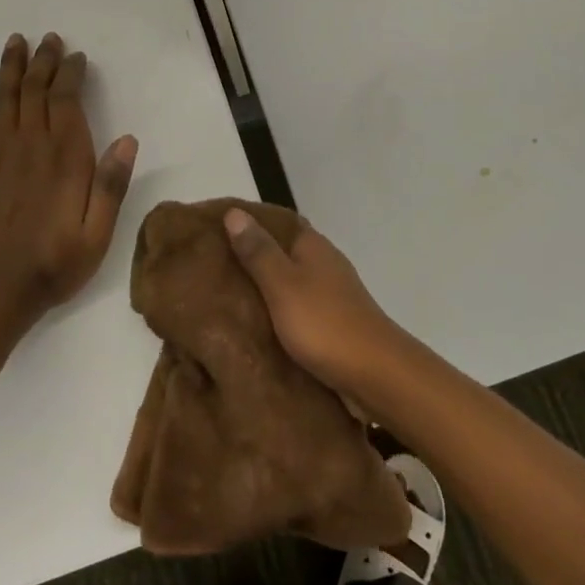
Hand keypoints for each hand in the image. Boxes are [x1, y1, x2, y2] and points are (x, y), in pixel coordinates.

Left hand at [0, 33, 137, 319]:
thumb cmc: (53, 263)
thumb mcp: (98, 233)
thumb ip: (111, 185)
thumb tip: (128, 139)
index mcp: (66, 158)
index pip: (67, 101)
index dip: (70, 74)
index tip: (76, 57)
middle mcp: (31, 145)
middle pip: (36, 90)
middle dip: (44, 61)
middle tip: (49, 40)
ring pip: (5, 98)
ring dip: (10, 68)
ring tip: (15, 42)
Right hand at [223, 209, 404, 402]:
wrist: (375, 372)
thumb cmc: (324, 323)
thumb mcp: (282, 284)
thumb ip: (259, 251)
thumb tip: (235, 212)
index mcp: (312, 245)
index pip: (276, 221)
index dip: (247, 222)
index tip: (213, 229)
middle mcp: (323, 262)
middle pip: (281, 251)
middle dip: (250, 257)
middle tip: (209, 267)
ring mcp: (331, 292)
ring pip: (289, 281)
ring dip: (263, 287)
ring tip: (223, 296)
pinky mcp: (332, 321)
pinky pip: (296, 308)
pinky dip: (276, 311)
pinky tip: (254, 324)